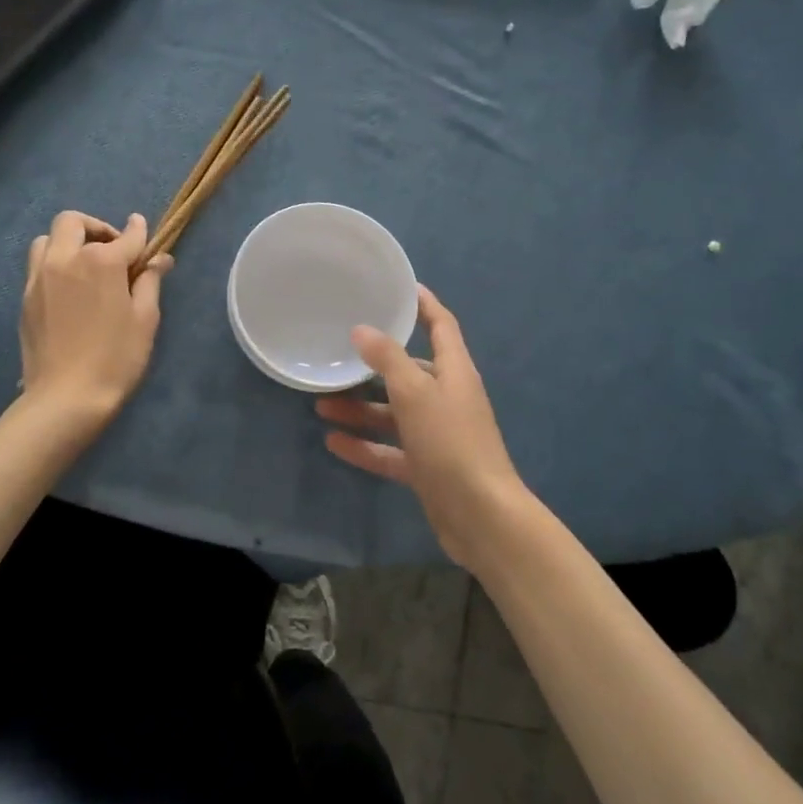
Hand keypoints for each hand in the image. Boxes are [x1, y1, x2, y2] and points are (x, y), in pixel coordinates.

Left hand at [20, 211, 170, 424]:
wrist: (66, 398)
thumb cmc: (116, 359)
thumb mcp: (145, 319)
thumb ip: (150, 281)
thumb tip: (158, 258)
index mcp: (101, 262)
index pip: (126, 236)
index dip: (139, 232)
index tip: (143, 230)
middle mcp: (65, 259)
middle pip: (73, 222)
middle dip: (96, 228)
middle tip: (112, 249)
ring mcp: (39, 277)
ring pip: (47, 240)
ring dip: (68, 242)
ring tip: (85, 265)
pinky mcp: (25, 297)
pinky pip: (37, 265)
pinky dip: (54, 264)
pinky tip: (69, 288)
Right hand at [316, 286, 536, 572]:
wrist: (480, 515)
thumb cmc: (451, 442)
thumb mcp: (416, 393)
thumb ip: (388, 359)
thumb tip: (362, 329)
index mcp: (454, 372)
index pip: (441, 326)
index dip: (424, 305)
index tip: (400, 288)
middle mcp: (448, 398)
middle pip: (409, 371)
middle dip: (375, 365)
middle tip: (338, 354)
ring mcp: (437, 435)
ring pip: (394, 413)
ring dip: (361, 408)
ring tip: (321, 403)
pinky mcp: (427, 467)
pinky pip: (390, 450)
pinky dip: (365, 445)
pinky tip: (333, 441)